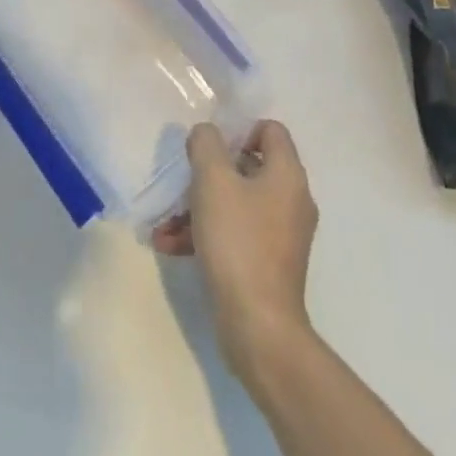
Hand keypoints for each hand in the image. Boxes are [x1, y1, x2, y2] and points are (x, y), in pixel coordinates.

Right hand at [153, 120, 317, 379]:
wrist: (258, 327)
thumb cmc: (238, 241)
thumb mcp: (213, 179)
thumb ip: (206, 144)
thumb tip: (206, 135)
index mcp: (287, 174)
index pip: (270, 130)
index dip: (239, 129)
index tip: (210, 146)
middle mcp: (291, 200)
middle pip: (248, 166)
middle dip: (209, 172)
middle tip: (183, 179)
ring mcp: (281, 235)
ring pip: (236, 203)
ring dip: (198, 206)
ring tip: (164, 222)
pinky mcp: (268, 264)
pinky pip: (235, 234)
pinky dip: (205, 234)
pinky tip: (170, 245)